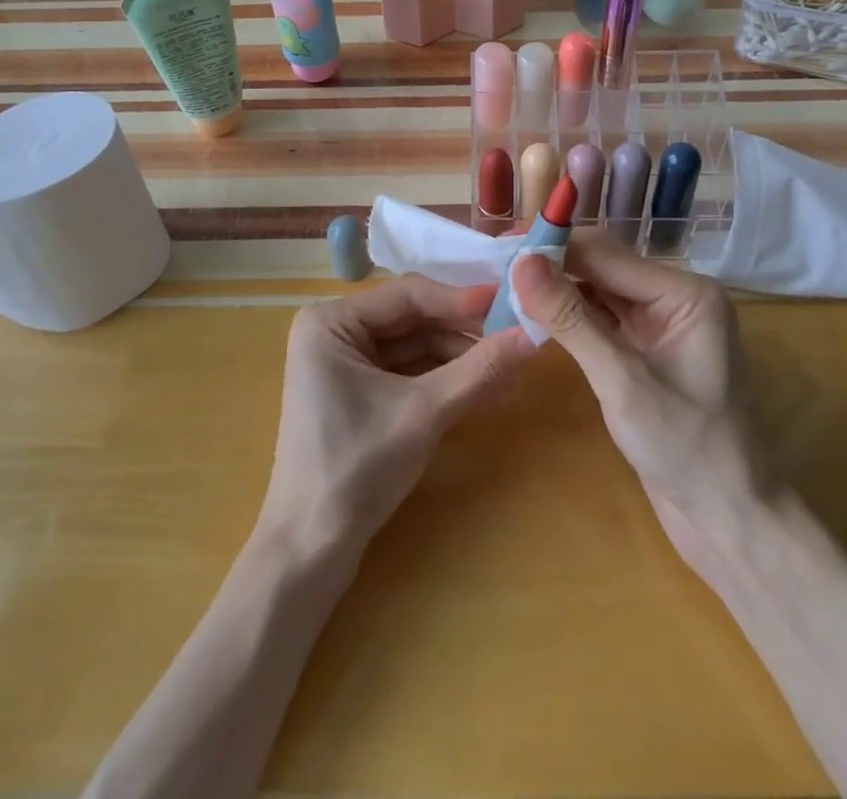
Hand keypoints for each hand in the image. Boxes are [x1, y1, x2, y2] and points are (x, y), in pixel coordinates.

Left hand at [259, 274, 536, 552]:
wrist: (311, 552)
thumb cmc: (356, 468)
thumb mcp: (424, 413)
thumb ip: (480, 369)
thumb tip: (535, 334)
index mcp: (331, 321)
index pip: (408, 294)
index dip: (462, 300)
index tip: (511, 302)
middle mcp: (335, 332)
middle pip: (413, 320)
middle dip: (465, 335)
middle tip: (517, 339)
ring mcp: (346, 364)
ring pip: (416, 348)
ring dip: (461, 360)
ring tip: (512, 373)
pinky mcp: (359, 394)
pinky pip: (409, 373)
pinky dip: (445, 381)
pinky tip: (487, 391)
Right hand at [511, 235, 760, 570]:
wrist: (728, 521)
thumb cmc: (686, 449)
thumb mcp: (622, 382)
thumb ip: (571, 319)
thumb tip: (523, 263)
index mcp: (685, 292)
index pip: (606, 253)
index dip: (553, 247)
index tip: (500, 248)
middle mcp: (675, 296)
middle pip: (602, 265)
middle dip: (552, 265)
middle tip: (496, 267)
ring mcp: (661, 322)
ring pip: (598, 289)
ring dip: (557, 289)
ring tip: (506, 286)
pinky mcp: (646, 348)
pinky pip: (601, 316)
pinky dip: (569, 315)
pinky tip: (535, 315)